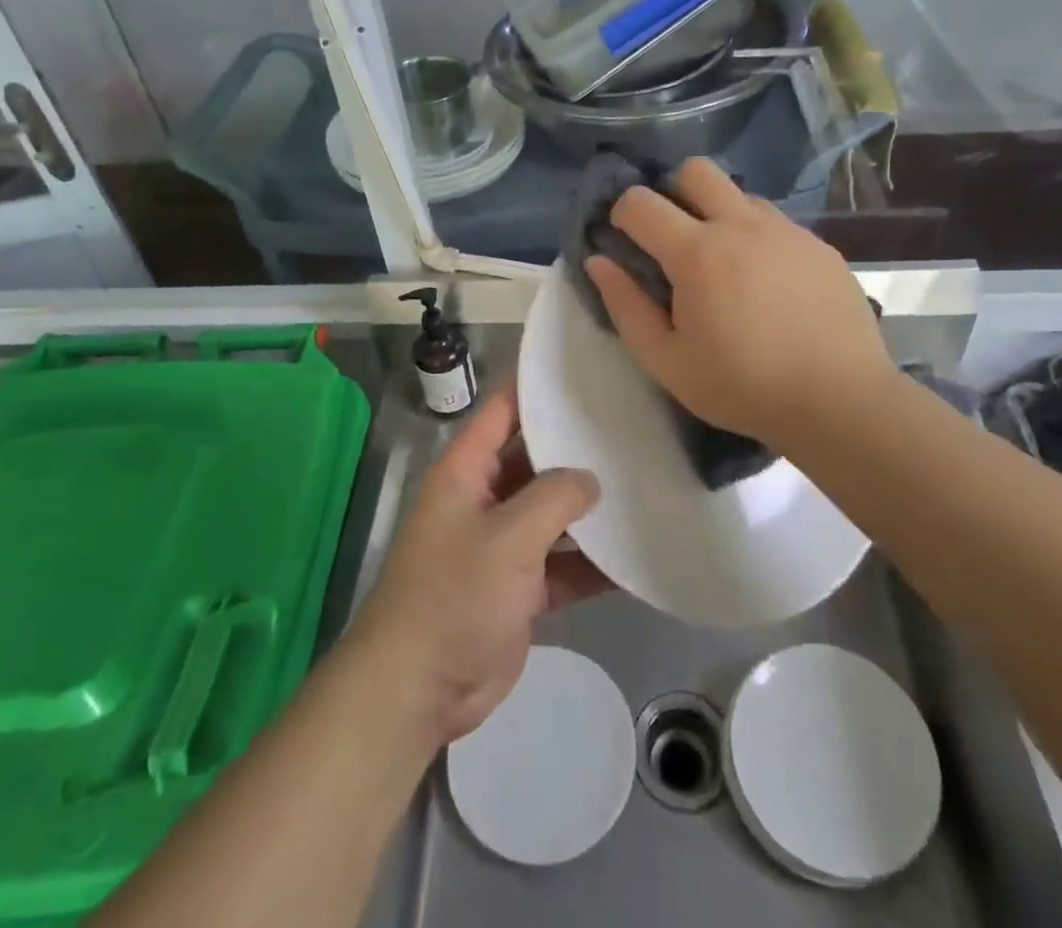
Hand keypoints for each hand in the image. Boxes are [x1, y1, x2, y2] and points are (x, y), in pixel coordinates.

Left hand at [346, 388, 605, 746]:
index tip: (585, 371)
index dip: (537, 388)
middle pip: (535, 461)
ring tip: (644, 485)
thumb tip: (590, 478)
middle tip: (632, 429)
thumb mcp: (508, 536)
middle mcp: (484, 499)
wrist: (417, 689)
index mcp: (468, 471)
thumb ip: (554, 498)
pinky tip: (634, 558)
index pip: (503, 411)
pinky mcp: (519, 589)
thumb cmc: (454, 594)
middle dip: (576, 450)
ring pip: (552, 515)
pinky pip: (561, 565)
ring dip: (588, 510)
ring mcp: (502, 546)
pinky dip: (590, 564)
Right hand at [585, 157, 895, 454]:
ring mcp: (786, 231)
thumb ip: (625, 306)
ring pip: (739, 193)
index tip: (626, 241)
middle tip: (674, 238)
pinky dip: (757, 238)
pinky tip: (767, 284)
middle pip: (695, 170)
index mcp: (697, 253)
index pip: (641, 201)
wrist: (840, 401)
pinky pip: (776, 222)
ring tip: (724, 264)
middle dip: (672, 191)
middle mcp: (741, 225)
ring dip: (718, 214)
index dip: (622, 214)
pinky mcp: (819, 245)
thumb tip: (599, 261)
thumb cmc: (742, 387)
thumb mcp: (667, 361)